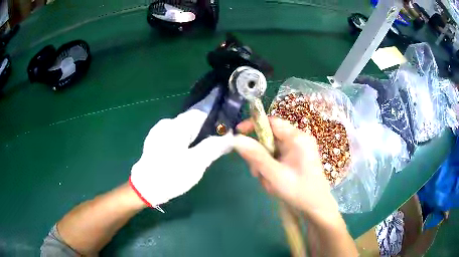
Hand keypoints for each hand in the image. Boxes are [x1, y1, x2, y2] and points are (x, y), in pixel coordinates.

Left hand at [129, 89, 233, 207]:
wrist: (145, 188)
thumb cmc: (171, 175)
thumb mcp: (196, 163)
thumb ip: (213, 147)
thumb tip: (229, 136)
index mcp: (176, 126)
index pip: (200, 111)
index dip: (215, 112)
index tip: (228, 115)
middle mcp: (167, 124)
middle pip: (192, 120)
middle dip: (207, 125)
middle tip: (222, 135)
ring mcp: (159, 132)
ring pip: (184, 128)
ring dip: (197, 133)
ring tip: (209, 143)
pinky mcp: (156, 141)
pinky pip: (176, 134)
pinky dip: (187, 138)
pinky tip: (191, 149)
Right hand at [234, 117, 339, 218]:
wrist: (316, 209)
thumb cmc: (300, 192)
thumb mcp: (275, 175)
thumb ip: (256, 156)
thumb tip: (236, 140)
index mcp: (297, 138)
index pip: (272, 122)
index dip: (253, 125)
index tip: (238, 134)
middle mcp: (299, 140)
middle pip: (270, 138)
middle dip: (259, 155)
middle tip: (256, 172)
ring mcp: (298, 150)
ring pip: (271, 150)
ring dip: (264, 165)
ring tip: (268, 183)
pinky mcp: (296, 159)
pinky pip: (277, 159)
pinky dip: (271, 169)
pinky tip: (273, 183)